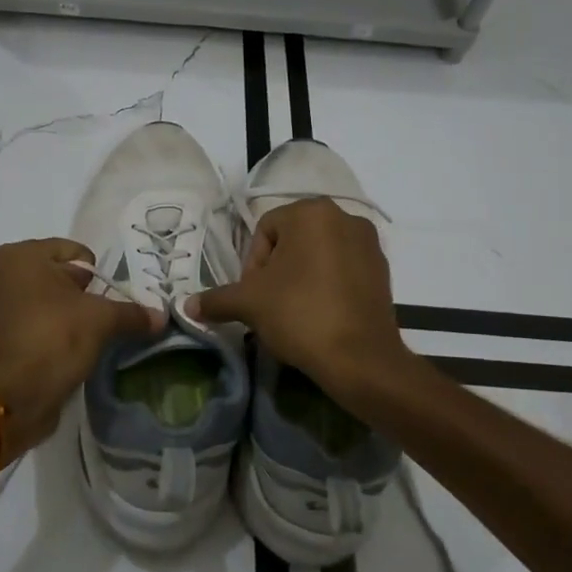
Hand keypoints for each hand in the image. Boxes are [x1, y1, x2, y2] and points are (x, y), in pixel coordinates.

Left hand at [0, 238, 164, 458]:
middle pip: (58, 276)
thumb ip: (132, 313)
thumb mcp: (101, 321)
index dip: (97, 276)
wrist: (10, 397)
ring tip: (85, 338)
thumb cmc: (53, 338)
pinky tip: (66, 351)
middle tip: (100, 320)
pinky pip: (31, 323)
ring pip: (45, 301)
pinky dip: (48, 332)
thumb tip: (161, 316)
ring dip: (66, 316)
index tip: (107, 301)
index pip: (74, 252)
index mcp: (21, 255)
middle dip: (82, 295)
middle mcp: (0, 272)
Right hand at [188, 199, 412, 399]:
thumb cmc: (300, 315)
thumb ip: (216, 299)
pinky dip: (328, 285)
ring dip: (301, 277)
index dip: (252, 265)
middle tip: (271, 304)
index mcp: (311, 212)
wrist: (361, 359)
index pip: (265, 230)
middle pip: (293, 240)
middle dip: (277, 270)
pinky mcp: (384, 269)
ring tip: (294, 311)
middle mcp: (345, 216)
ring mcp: (369, 243)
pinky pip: (343, 269)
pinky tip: (320, 314)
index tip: (255, 296)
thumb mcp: (249, 304)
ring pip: (319, 254)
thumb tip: (187, 306)